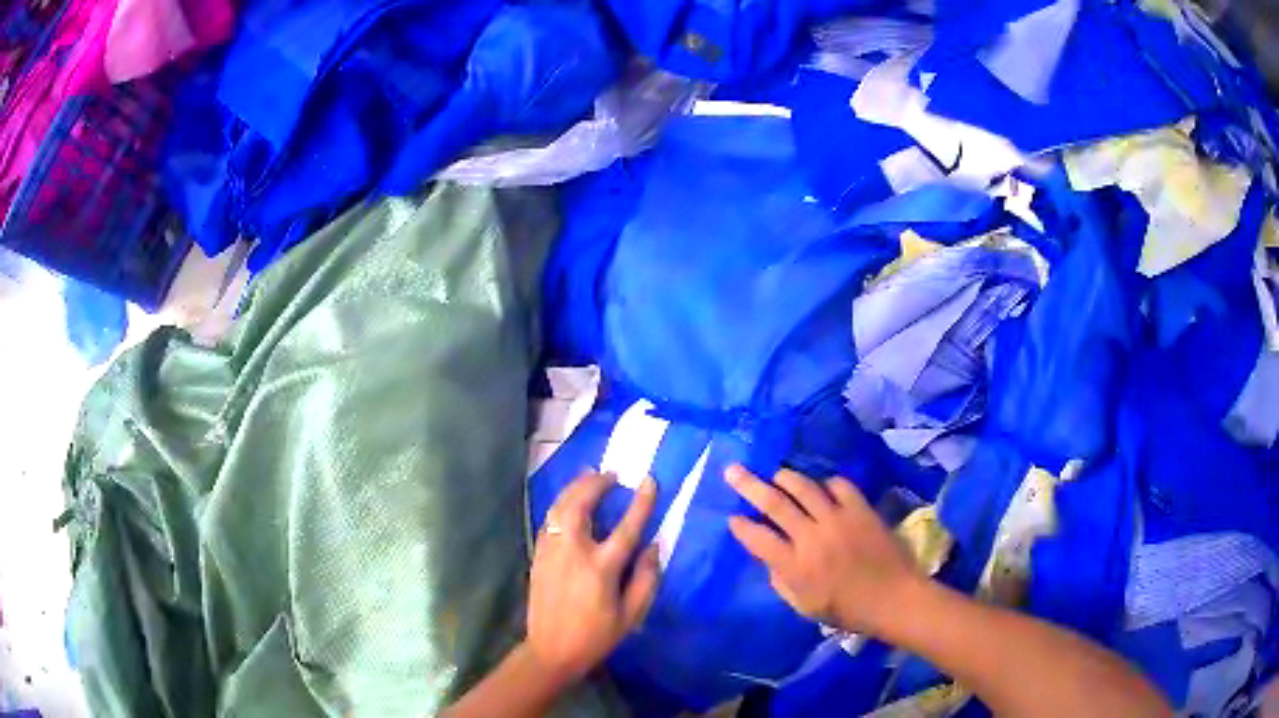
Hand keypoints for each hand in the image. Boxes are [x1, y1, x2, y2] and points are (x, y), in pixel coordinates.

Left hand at [526, 472, 659, 684]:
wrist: (551, 650)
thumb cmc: (596, 636)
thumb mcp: (631, 615)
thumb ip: (645, 580)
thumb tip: (653, 547)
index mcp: (601, 568)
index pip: (626, 527)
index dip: (640, 503)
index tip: (649, 481)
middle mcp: (573, 553)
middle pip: (581, 505)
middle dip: (595, 483)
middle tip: (611, 474)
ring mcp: (551, 552)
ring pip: (559, 508)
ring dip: (575, 488)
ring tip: (590, 477)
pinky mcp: (538, 556)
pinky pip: (549, 521)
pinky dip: (560, 505)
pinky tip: (569, 503)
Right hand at [725, 465, 919, 634]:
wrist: (894, 598)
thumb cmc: (847, 610)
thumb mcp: (804, 607)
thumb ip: (781, 581)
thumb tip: (769, 557)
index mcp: (795, 567)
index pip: (757, 539)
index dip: (741, 526)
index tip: (733, 518)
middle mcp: (811, 538)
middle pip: (774, 503)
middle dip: (749, 485)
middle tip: (733, 470)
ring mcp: (837, 519)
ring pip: (804, 487)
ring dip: (784, 477)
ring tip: (774, 473)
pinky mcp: (860, 509)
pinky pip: (838, 485)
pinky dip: (825, 483)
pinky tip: (820, 487)